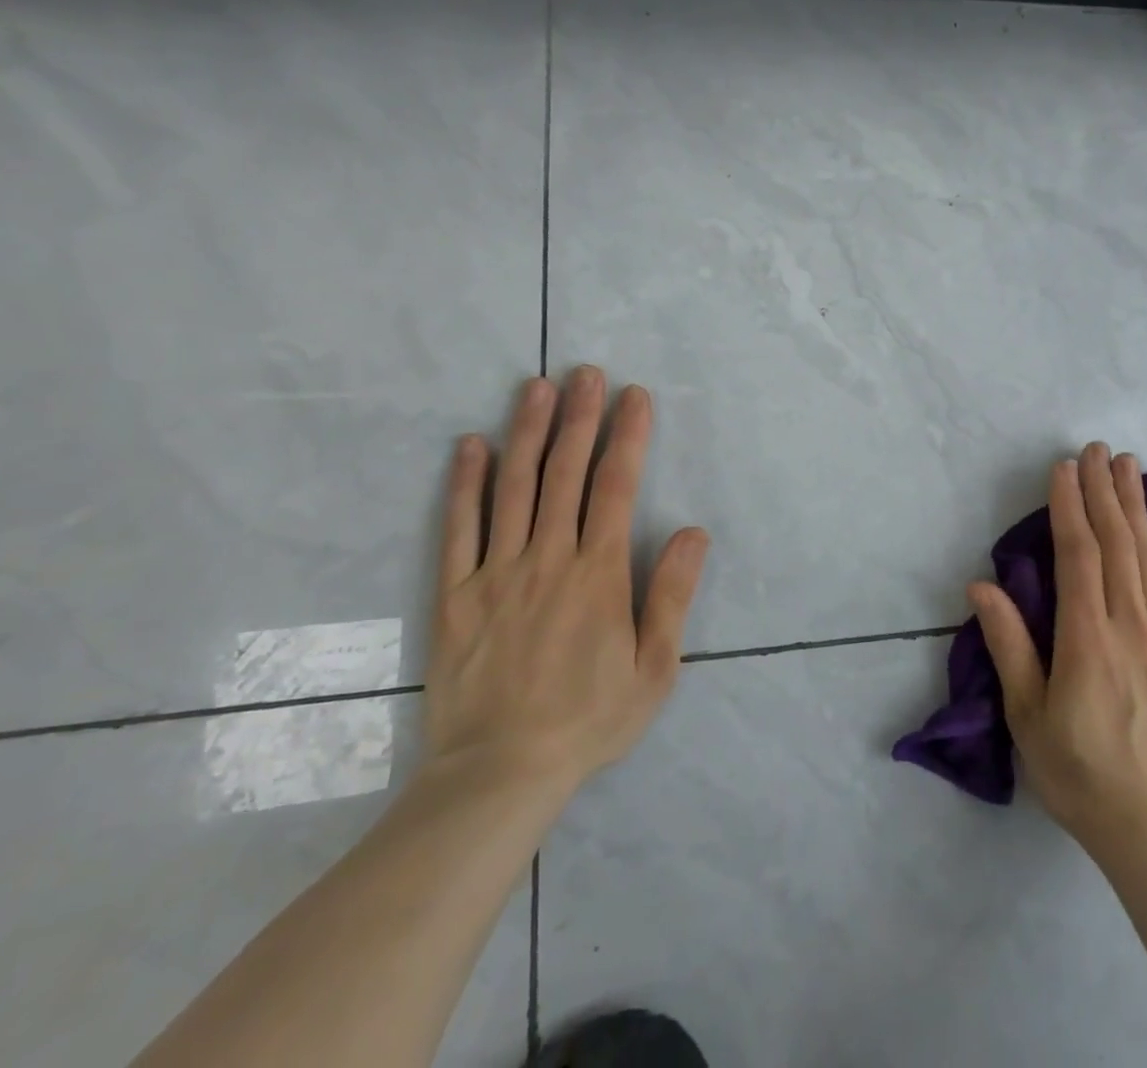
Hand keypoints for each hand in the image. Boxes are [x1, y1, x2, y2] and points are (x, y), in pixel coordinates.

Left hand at [420, 369, 709, 815]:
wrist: (499, 774)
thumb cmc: (588, 720)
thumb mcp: (654, 669)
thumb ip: (671, 596)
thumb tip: (692, 532)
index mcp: (598, 574)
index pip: (615, 487)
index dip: (628, 436)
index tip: (634, 396)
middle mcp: (548, 559)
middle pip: (564, 473)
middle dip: (579, 418)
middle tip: (585, 373)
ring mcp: (496, 573)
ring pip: (513, 488)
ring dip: (526, 432)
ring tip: (535, 387)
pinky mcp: (454, 594)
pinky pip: (458, 528)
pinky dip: (465, 484)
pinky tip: (470, 446)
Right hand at [970, 443, 1146, 869]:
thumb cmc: (1077, 773)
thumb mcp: (1027, 715)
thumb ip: (1009, 644)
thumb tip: (981, 585)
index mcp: (1087, 640)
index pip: (1078, 555)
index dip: (1069, 506)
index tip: (1063, 467)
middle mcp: (1130, 627)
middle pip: (1117, 544)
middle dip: (1103, 491)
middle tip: (1096, 448)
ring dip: (1136, 505)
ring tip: (1129, 464)